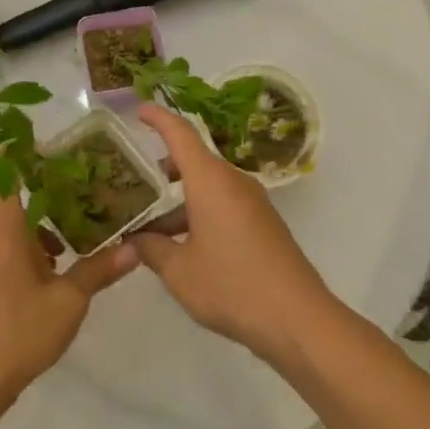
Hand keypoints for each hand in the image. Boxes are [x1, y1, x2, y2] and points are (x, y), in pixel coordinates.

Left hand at [0, 161, 139, 413]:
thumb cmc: (13, 334)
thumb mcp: (66, 303)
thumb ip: (98, 270)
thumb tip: (135, 248)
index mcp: (1, 225)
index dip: (12, 141)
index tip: (40, 131)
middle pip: (9, 191)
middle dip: (44, 183)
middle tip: (83, 179)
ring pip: (7, 223)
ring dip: (39, 220)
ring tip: (77, 226)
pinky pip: (1, 247)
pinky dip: (27, 245)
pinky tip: (54, 270)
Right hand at [132, 105, 335, 362]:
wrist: (297, 318)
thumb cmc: (232, 286)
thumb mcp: (179, 272)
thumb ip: (151, 249)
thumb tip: (134, 239)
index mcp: (211, 181)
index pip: (181, 133)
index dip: (159, 118)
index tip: (139, 109)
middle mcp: (233, 182)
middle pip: (194, 161)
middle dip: (162, 168)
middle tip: (132, 182)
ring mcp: (252, 203)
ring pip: (208, 187)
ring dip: (179, 199)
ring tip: (148, 226)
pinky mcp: (263, 224)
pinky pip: (223, 205)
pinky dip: (198, 212)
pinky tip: (181, 244)